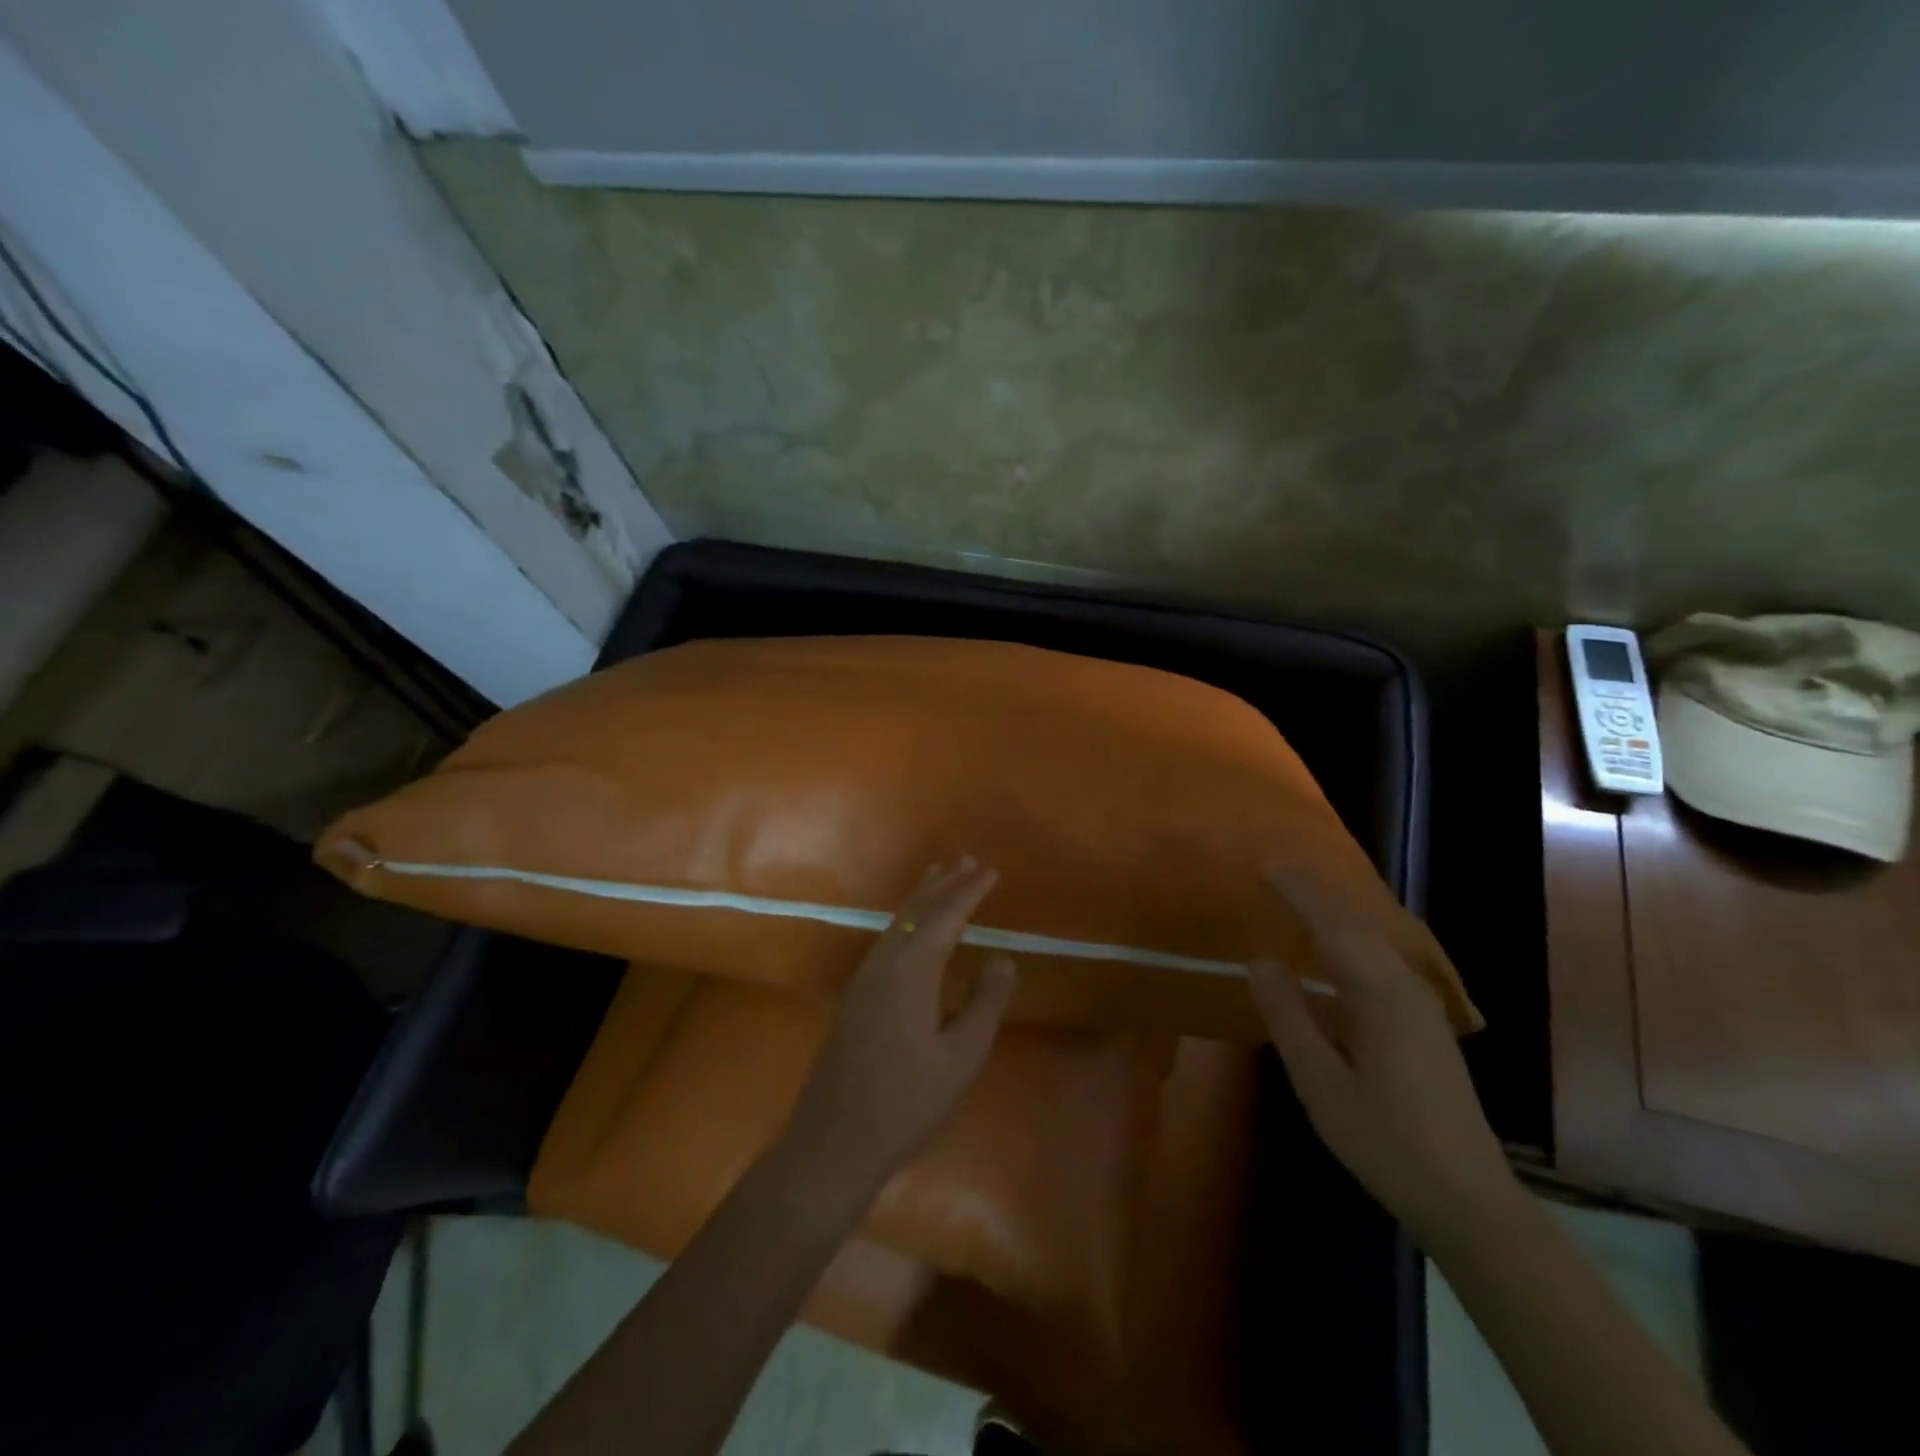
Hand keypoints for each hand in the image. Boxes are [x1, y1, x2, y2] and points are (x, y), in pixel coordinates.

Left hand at [781, 859, 1018, 1195]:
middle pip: (915, 911)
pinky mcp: (854, 997)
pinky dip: (904, 921)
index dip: (969, 891)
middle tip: (966, 860)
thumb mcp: (961, 1057)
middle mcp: (883, 963)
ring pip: (895, 923)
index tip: (990, 870)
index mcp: (911, 970)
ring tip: (939, 878)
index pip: (945, 916)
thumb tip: (1004, 957)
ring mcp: (863, 979)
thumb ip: (985, 1003)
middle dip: (943, 884)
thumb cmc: (906, 1102)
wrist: (833, 1142)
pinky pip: (885, 940)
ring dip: (920, 899)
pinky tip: (910, 931)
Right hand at [1248, 866, 1520, 1252]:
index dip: (1299, 893)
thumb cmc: (1386, 1141)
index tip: (1265, 867)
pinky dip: (1352, 937)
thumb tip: (1261, 960)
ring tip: (1299, 895)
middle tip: (1275, 871)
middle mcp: (1406, 988)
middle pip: (1359, 924)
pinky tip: (1336, 947)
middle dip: (1317, 892)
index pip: (1334, 926)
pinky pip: (1381, 959)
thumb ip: (1289, 1017)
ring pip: (1375, 940)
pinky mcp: (1424, 1023)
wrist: (1469, 1199)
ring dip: (1336, 911)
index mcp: (1381, 996)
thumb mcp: (1321, 1083)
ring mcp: (1421, 1005)